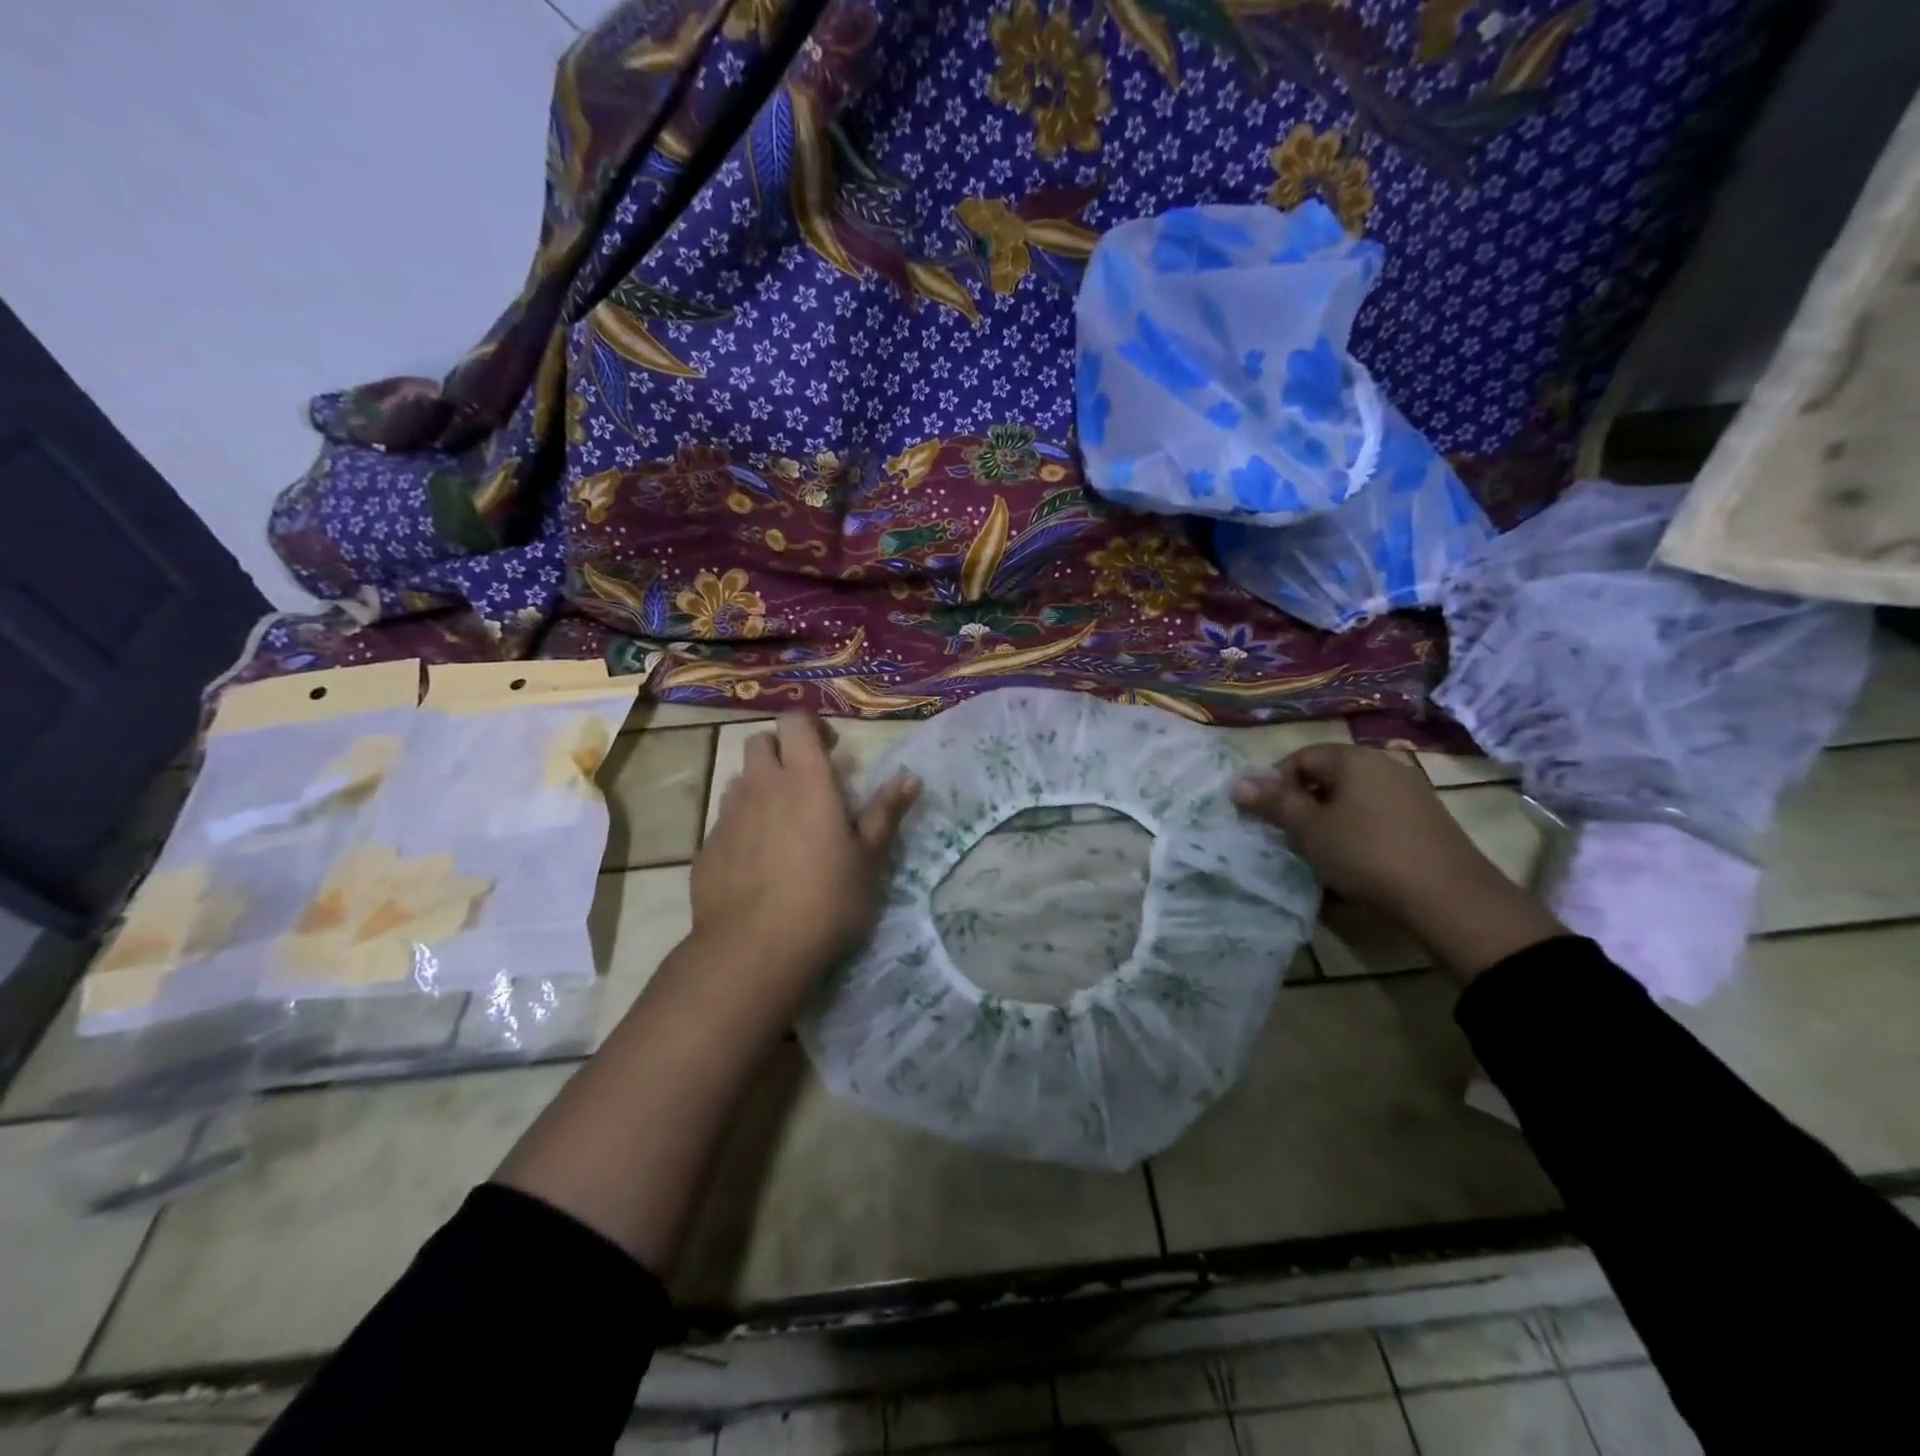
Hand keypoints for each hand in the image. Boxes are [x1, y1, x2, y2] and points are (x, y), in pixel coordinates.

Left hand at [691, 713, 919, 989]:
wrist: (754, 951)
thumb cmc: (826, 899)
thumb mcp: (868, 859)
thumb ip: (885, 813)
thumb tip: (910, 777)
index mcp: (805, 780)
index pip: (795, 722)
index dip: (811, 726)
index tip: (831, 750)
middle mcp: (761, 787)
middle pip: (759, 742)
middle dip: (781, 750)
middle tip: (805, 781)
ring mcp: (728, 817)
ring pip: (740, 781)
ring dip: (760, 788)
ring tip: (782, 823)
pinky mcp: (707, 849)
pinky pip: (725, 822)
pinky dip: (743, 827)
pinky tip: (758, 863)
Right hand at [1233, 744, 1562, 980]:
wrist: (1449, 897)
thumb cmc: (1366, 853)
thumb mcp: (1309, 829)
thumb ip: (1273, 803)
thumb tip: (1237, 783)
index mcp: (1353, 759)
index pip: (1300, 757)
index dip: (1274, 784)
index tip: (1265, 816)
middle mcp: (1383, 765)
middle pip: (1327, 777)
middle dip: (1301, 804)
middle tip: (1288, 836)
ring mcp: (1410, 792)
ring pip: (1351, 799)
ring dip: (1328, 821)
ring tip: (1318, 852)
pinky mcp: (1426, 820)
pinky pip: (1376, 816)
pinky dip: (1356, 832)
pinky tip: (1354, 861)